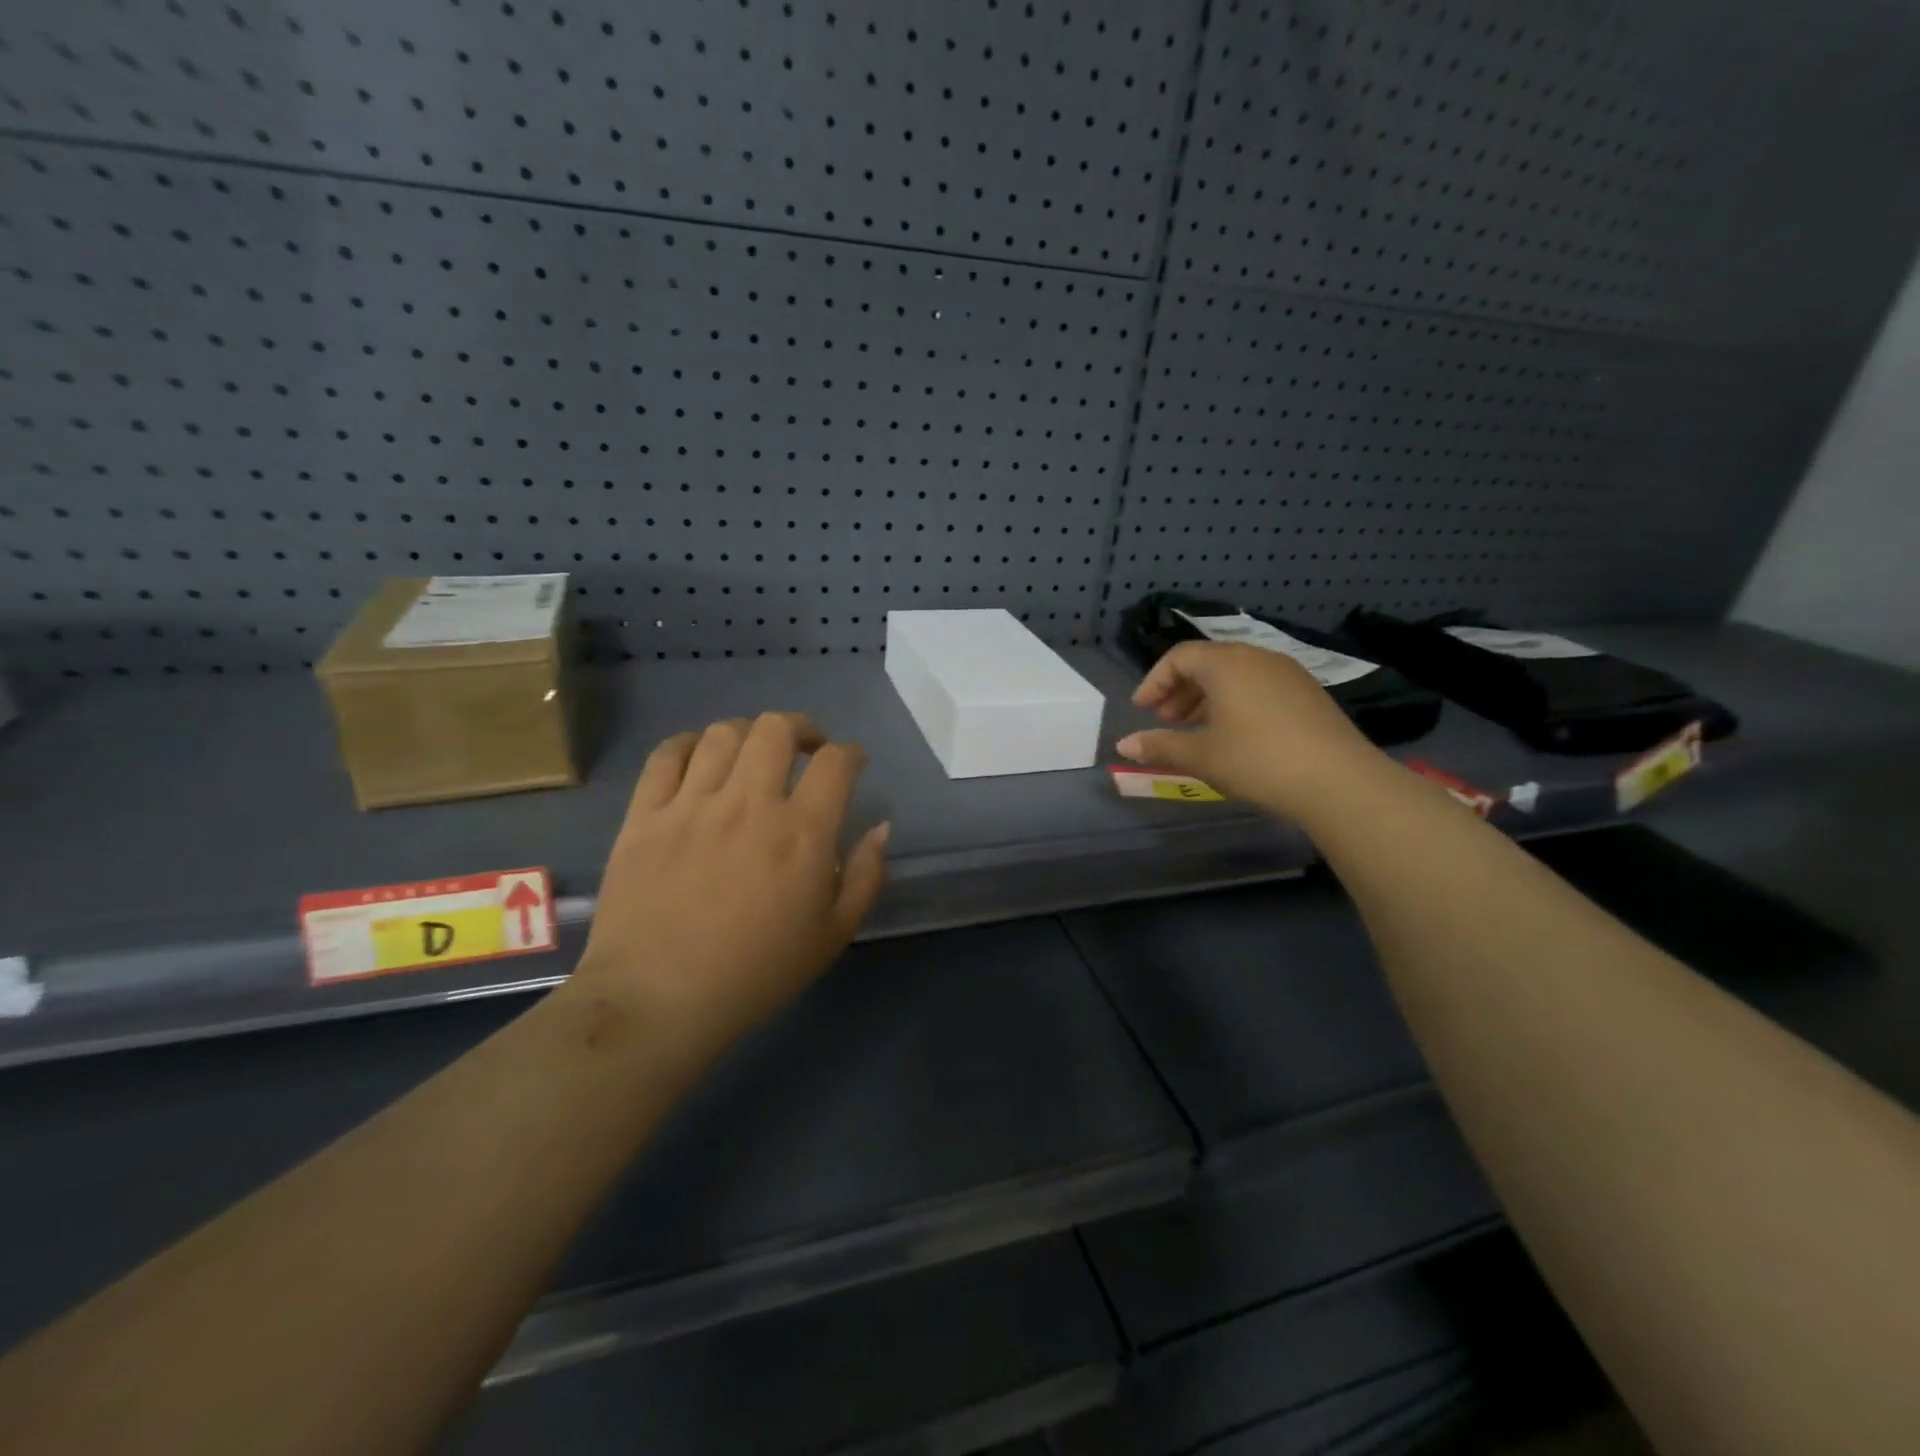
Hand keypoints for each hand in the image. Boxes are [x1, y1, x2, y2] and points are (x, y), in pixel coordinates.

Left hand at [573, 713, 889, 1055]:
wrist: (657, 1001)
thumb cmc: (756, 973)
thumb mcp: (833, 935)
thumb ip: (865, 876)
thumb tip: (881, 827)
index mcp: (801, 833)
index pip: (835, 762)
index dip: (851, 753)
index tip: (852, 763)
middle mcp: (748, 804)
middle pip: (777, 728)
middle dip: (801, 729)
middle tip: (805, 750)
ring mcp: (691, 805)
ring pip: (723, 734)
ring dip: (748, 735)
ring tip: (752, 757)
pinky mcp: (645, 815)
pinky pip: (666, 755)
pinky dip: (688, 745)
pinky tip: (698, 759)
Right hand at [1116, 642, 1383, 821]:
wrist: (1339, 781)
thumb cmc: (1258, 761)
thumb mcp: (1202, 756)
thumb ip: (1160, 746)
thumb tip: (1123, 745)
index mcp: (1227, 663)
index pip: (1179, 656)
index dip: (1154, 681)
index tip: (1142, 710)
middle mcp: (1257, 657)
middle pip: (1208, 661)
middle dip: (1180, 689)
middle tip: (1166, 720)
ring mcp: (1287, 673)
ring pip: (1235, 674)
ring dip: (1207, 697)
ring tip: (1196, 730)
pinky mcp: (1308, 693)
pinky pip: (1259, 686)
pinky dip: (1235, 702)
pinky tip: (1234, 735)